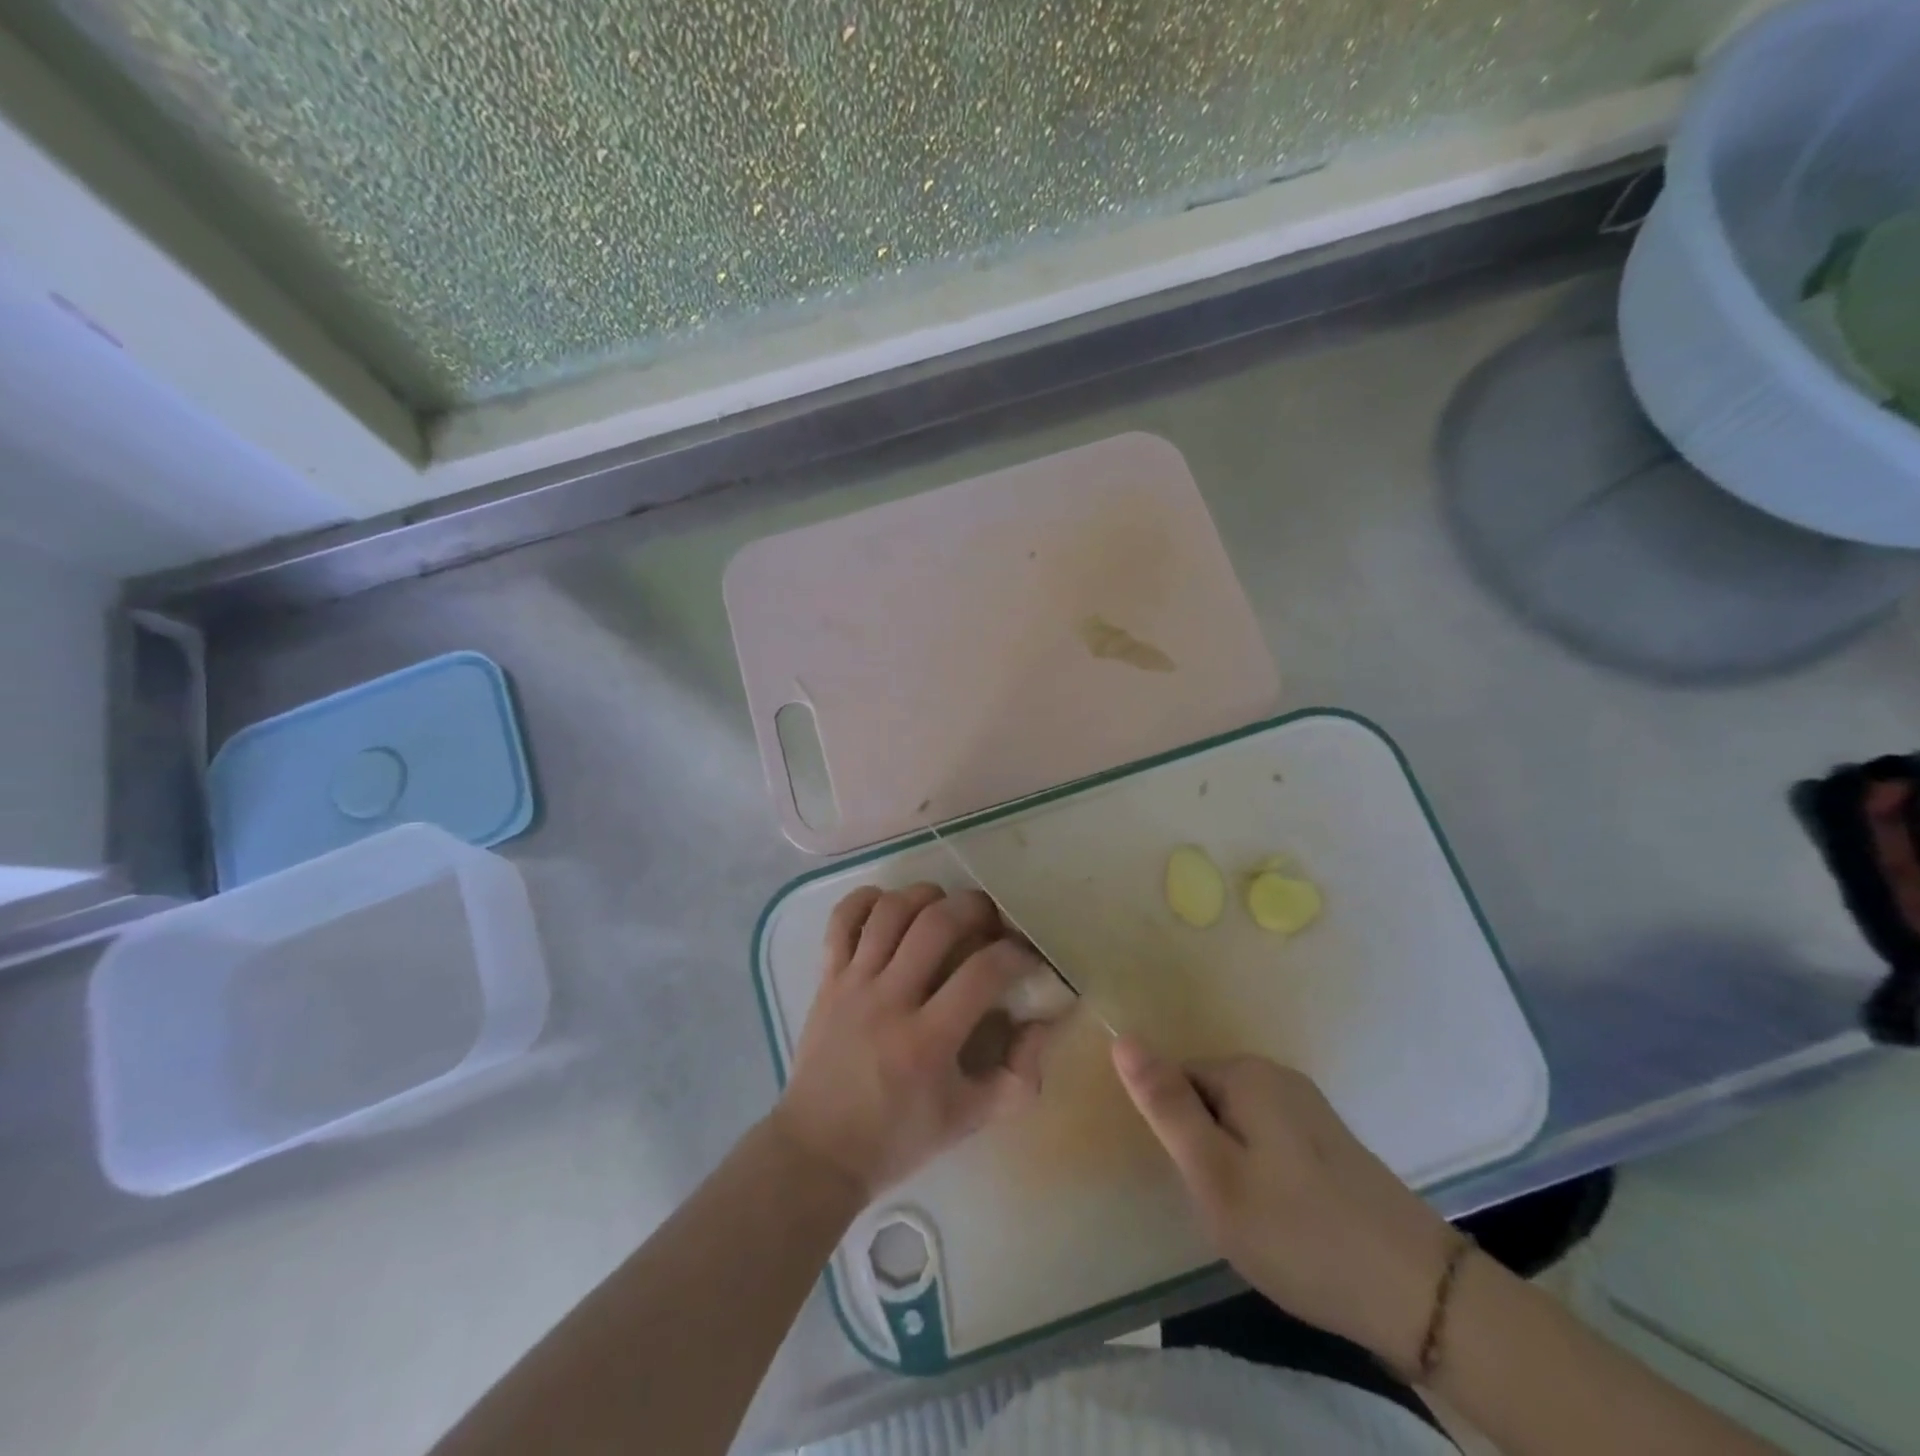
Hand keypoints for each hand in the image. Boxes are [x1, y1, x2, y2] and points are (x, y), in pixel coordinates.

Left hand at [773, 884, 1055, 1200]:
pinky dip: (866, 900)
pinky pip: (842, 920)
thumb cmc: (899, 1137)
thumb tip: (1043, 1022)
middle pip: (936, 923)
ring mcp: (853, 984)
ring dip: (926, 896)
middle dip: (975, 908)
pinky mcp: (827, 978)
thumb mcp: (970, 1119)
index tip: (1028, 958)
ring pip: (891, 911)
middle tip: (991, 920)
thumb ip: (1019, 1075)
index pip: (983, 972)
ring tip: (945, 907)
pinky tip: (890, 905)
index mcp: (928, 1041)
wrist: (819, 1150)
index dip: (1017, 954)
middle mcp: (889, 1001)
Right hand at [1112, 1038, 1457, 1376]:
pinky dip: (1262, 1173)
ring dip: (1231, 1164)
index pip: (1176, 1080)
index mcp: (1246, 1074)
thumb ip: (1166, 1106)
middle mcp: (1277, 1076)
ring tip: (1253, 1219)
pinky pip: (1268, 1141)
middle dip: (1202, 1148)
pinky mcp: (1328, 1141)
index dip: (1175, 1133)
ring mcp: (1308, 1107)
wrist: (1420, 1295)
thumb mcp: (1214, 1174)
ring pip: (1236, 1124)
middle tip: (1223, 1207)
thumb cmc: (1299, 1232)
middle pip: (1206, 1097)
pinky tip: (1284, 1219)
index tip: (1194, 1182)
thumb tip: (1122, 1039)